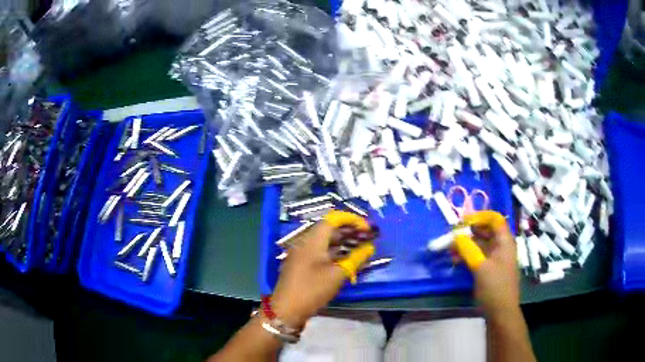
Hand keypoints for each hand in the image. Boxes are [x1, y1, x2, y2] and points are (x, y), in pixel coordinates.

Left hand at [270, 211, 373, 328]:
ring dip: (342, 242)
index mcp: (312, 240)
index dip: (351, 219)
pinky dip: (334, 252)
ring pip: (324, 241)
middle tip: (366, 237)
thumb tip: (370, 247)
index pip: (333, 219)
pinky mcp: (301, 264)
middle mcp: (305, 242)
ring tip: (360, 246)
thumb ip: (356, 258)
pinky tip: (346, 259)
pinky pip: (320, 252)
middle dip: (349, 231)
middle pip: (329, 229)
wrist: (286, 310)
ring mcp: (301, 254)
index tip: (366, 227)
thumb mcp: (337, 274)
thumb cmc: (312, 289)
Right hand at [463, 211, 519, 316]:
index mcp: (505, 242)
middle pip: (487, 231)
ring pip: (481, 244)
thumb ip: (468, 249)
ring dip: (467, 245)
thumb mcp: (480, 267)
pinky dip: (469, 255)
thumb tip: (456, 235)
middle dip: (470, 231)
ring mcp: (496, 258)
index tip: (463, 222)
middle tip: (453, 236)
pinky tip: (456, 261)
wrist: (501, 312)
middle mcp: (502, 247)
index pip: (495, 219)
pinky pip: (479, 256)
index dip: (480, 217)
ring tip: (451, 250)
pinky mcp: (491, 269)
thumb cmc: (494, 288)